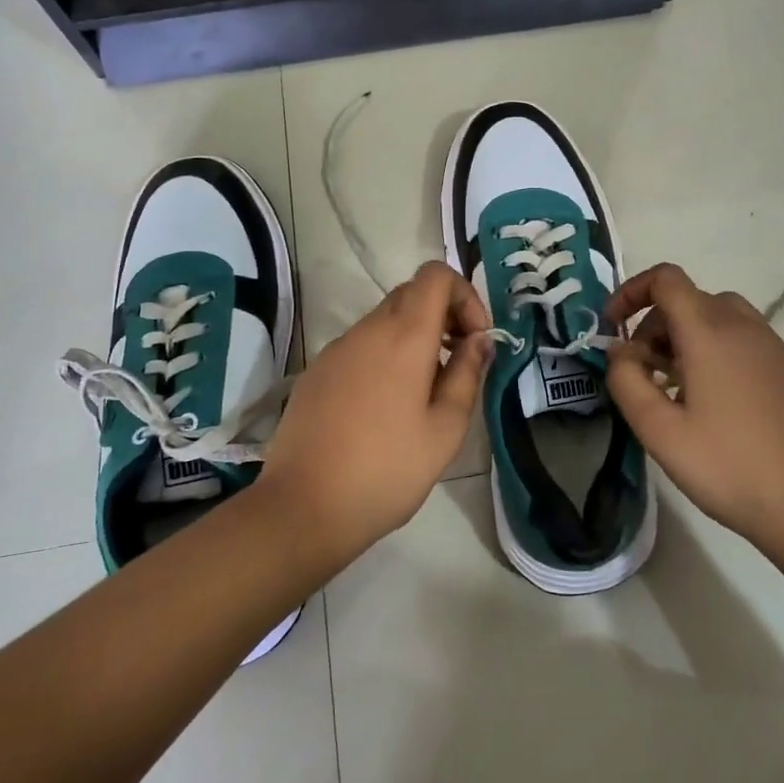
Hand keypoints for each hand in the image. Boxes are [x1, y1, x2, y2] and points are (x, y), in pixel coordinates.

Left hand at [260, 261, 490, 565]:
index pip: (435, 275)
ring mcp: (337, 349)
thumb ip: (468, 375)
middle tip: (458, 362)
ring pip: (384, 320)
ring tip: (425, 392)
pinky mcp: (317, 371)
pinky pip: (360, 346)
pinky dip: (384, 356)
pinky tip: (385, 407)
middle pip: (411, 294)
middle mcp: (367, 330)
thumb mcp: (445, 429)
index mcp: (404, 336)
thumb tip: (479, 340)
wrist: (304, 506)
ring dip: (414, 338)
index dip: (465, 295)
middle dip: (443, 316)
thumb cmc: (387, 470)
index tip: (475, 339)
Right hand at [604, 263, 783, 566]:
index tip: (612, 326)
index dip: (631, 291)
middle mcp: (743, 326)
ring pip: (716, 317)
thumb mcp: (659, 431)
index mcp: (710, 332)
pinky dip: (713, 350)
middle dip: (654, 324)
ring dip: (684, 337)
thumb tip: (620, 351)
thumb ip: (626, 381)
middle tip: (640, 371)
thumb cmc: (728, 467)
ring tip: (672, 386)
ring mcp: (772, 347)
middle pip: (689, 298)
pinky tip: (710, 401)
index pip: (666, 279)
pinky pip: (741, 339)